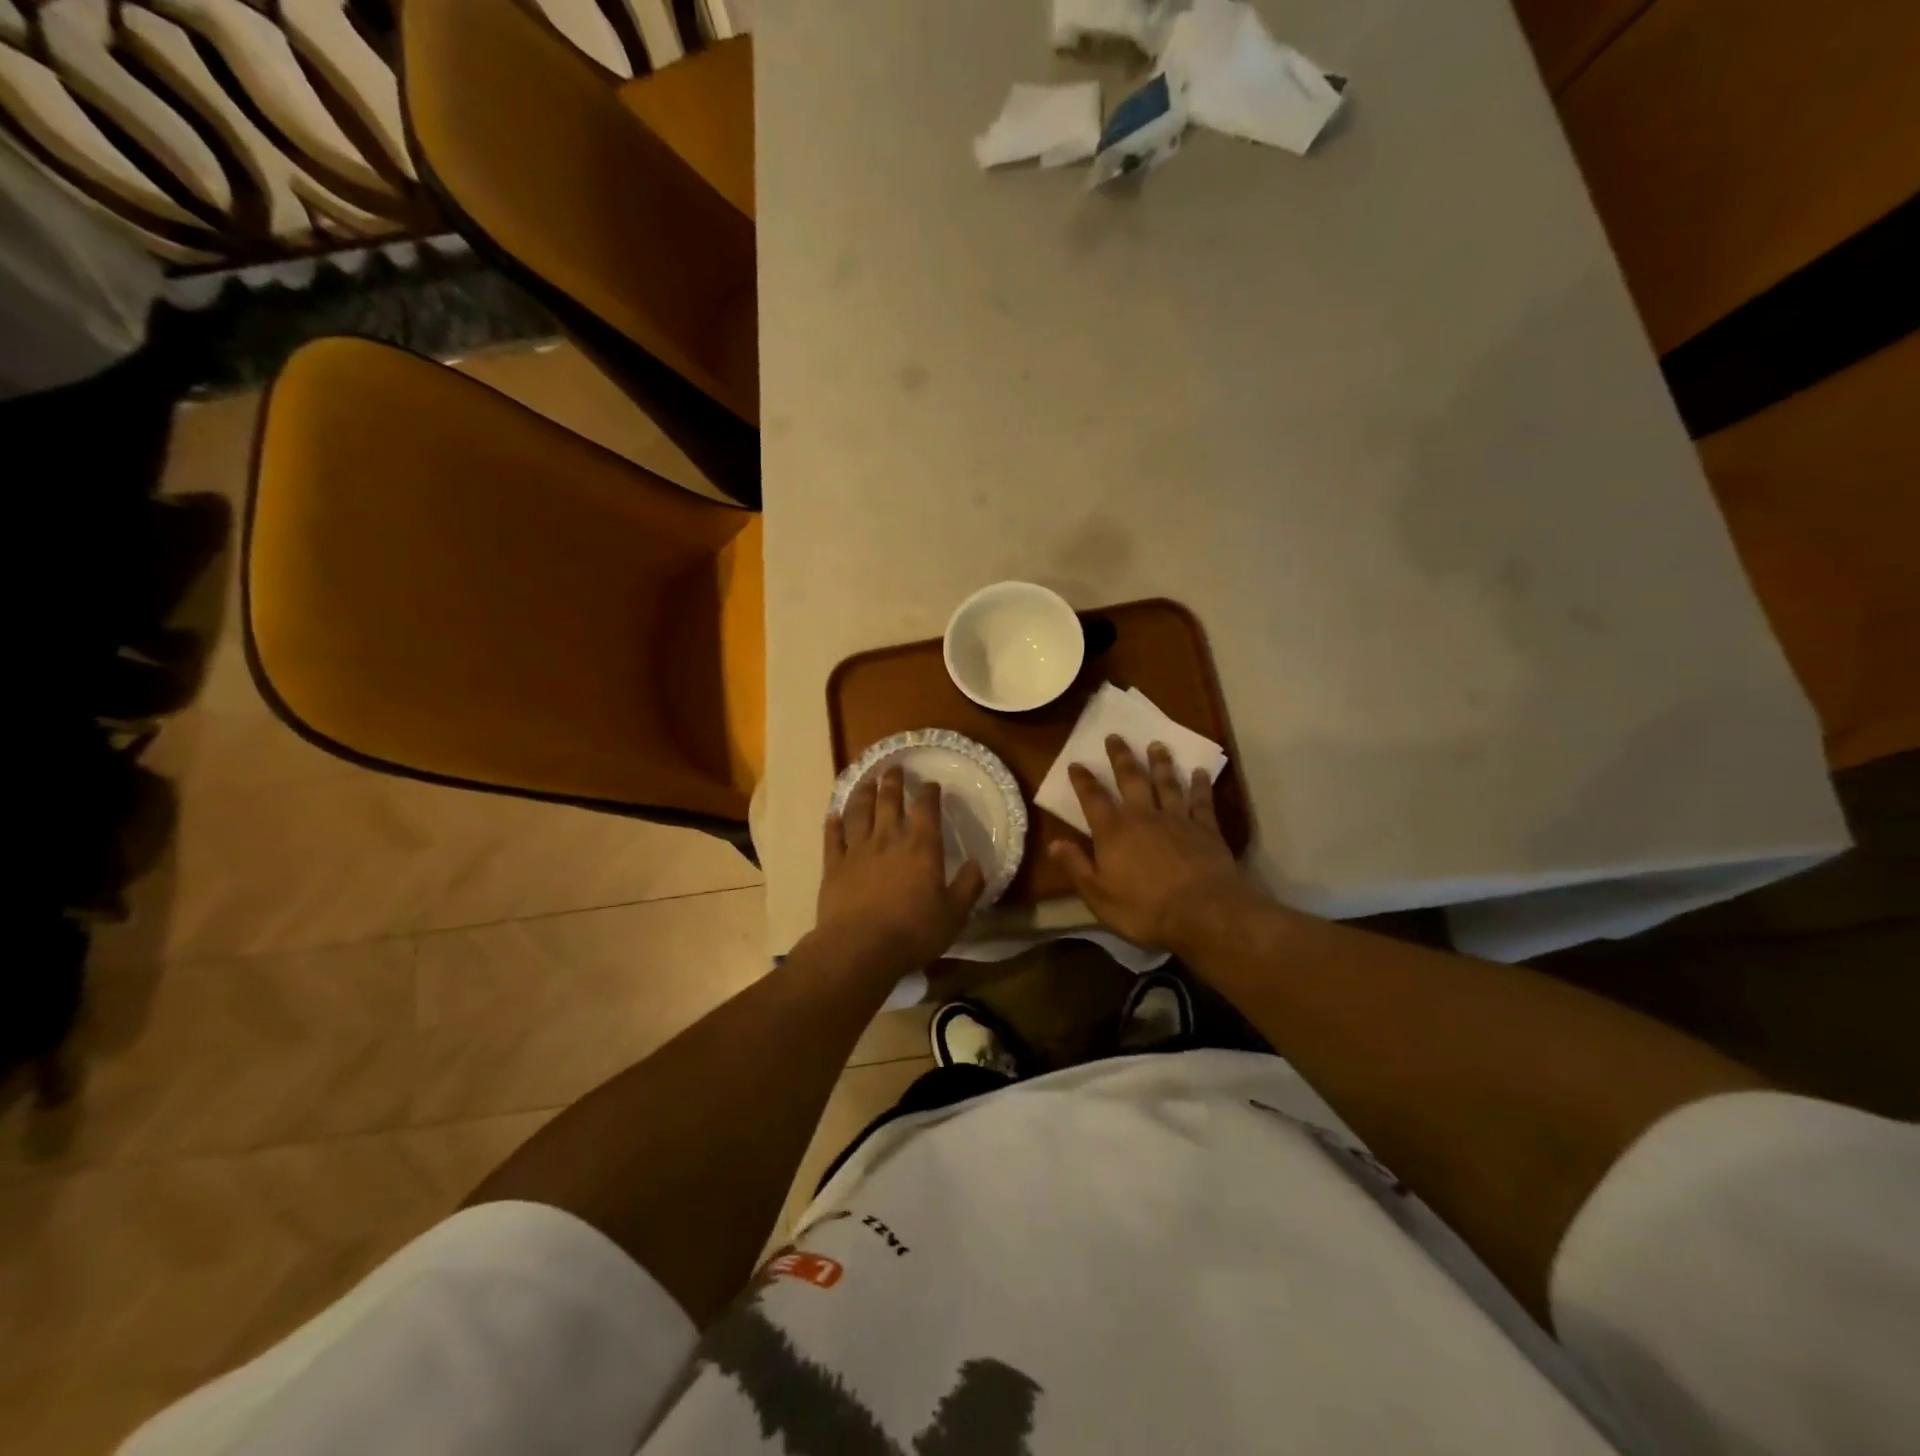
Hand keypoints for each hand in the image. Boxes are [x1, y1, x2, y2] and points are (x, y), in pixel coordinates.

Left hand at [818, 765, 986, 970]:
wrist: (859, 948)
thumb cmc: (913, 931)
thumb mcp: (954, 914)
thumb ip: (968, 887)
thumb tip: (978, 864)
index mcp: (921, 847)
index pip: (926, 809)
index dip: (929, 793)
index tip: (931, 784)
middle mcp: (888, 839)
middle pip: (889, 801)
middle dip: (892, 781)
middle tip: (893, 767)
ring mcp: (858, 850)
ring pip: (859, 812)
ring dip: (863, 793)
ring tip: (866, 779)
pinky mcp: (834, 866)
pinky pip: (833, 838)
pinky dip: (833, 824)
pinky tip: (833, 815)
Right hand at [1049, 737, 1254, 949]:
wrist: (1203, 912)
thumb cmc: (1144, 909)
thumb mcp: (1098, 895)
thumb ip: (1076, 866)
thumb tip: (1053, 843)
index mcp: (1113, 832)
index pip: (1093, 799)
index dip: (1083, 781)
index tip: (1076, 763)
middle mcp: (1144, 816)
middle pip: (1131, 779)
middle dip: (1121, 757)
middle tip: (1115, 736)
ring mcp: (1178, 820)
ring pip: (1167, 783)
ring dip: (1160, 763)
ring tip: (1156, 744)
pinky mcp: (1206, 829)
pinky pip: (1202, 801)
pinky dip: (1201, 785)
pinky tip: (1201, 771)